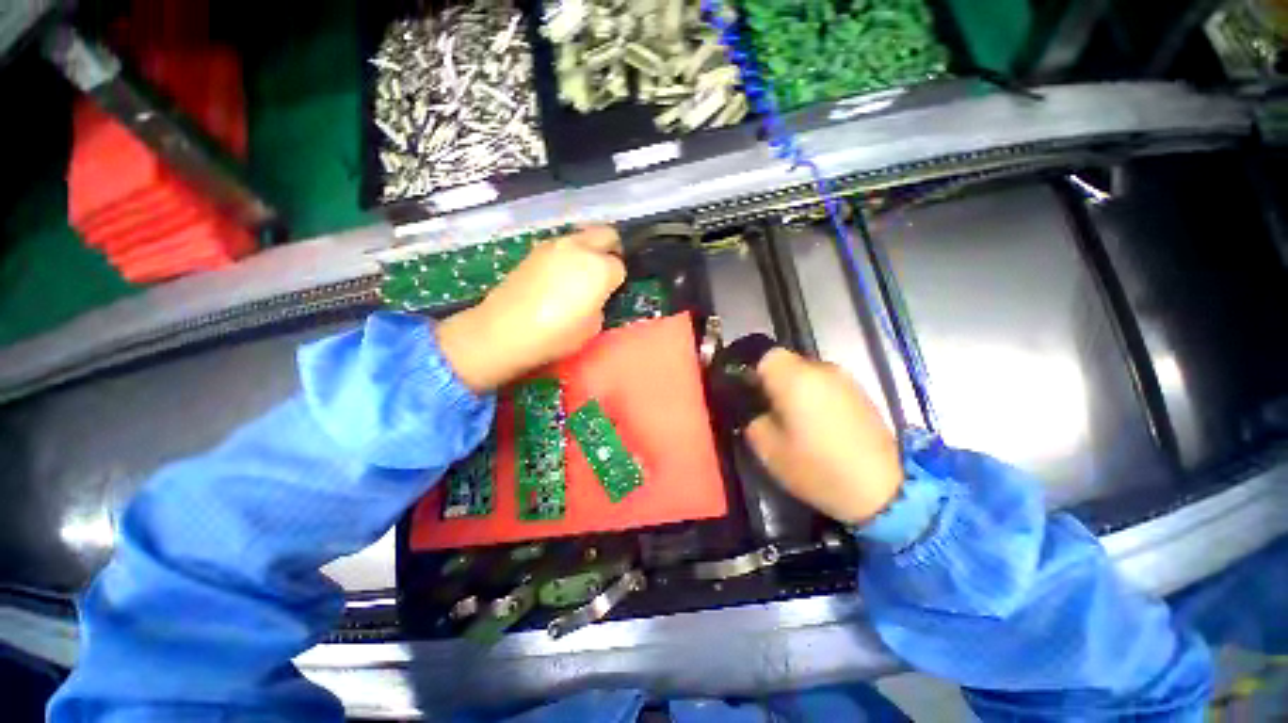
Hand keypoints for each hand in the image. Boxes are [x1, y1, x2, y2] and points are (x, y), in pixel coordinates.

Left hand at [436, 225, 625, 390]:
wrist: (505, 330)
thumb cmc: (556, 334)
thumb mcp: (593, 327)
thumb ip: (600, 304)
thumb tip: (594, 296)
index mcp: (600, 268)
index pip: (620, 267)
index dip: (617, 282)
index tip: (611, 294)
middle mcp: (579, 247)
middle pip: (607, 234)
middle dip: (611, 250)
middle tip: (605, 273)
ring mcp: (554, 245)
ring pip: (582, 237)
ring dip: (588, 250)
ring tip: (579, 276)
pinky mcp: (534, 250)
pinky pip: (561, 246)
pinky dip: (567, 255)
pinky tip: (557, 277)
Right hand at [746, 348, 902, 523]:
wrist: (884, 490)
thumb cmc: (817, 468)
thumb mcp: (767, 449)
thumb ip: (752, 419)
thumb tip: (755, 408)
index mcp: (795, 378)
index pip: (765, 355)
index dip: (753, 372)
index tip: (751, 396)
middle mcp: (822, 369)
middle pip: (787, 363)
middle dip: (774, 382)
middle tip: (771, 412)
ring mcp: (845, 379)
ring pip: (808, 374)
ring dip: (797, 390)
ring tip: (796, 421)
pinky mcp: (861, 393)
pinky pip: (827, 386)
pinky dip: (817, 398)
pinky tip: (820, 426)